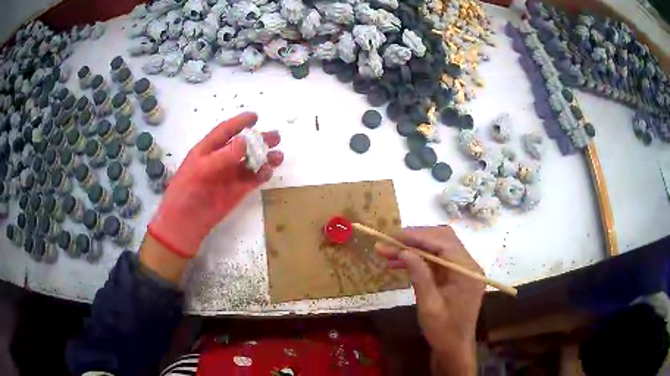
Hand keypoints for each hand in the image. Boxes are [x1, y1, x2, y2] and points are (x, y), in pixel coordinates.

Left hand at [148, 112, 282, 258]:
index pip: (225, 132)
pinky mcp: (237, 191)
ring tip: (279, 155)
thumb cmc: (186, 191)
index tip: (255, 116)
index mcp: (208, 150)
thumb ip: (224, 156)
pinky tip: (269, 171)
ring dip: (265, 157)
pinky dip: (262, 175)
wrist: (186, 221)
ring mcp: (230, 176)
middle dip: (259, 140)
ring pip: (251, 163)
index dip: (239, 123)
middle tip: (276, 136)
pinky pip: (253, 180)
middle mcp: (221, 160)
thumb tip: (246, 141)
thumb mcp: (201, 168)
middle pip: (243, 146)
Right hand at [376, 226, 483, 375]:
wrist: (454, 348)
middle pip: (442, 240)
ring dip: (414, 248)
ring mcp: (462, 270)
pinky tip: (399, 262)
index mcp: (467, 272)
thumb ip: (420, 276)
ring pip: (438, 248)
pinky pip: (436, 261)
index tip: (393, 236)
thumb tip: (404, 251)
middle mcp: (468, 265)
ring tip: (387, 252)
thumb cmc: (443, 331)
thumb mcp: (429, 306)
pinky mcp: (454, 276)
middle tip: (389, 241)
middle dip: (415, 239)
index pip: (444, 242)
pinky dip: (418, 259)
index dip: (418, 236)